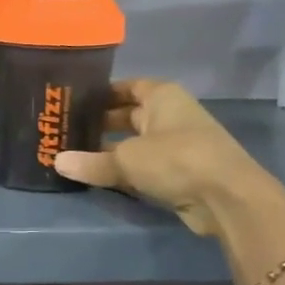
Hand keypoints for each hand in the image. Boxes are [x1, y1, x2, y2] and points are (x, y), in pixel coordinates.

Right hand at [54, 80, 284, 238]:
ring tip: (77, 155)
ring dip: (112, 150)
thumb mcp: (127, 159)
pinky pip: (145, 166)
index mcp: (162, 96)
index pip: (127, 87)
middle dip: (101, 123)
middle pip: (130, 115)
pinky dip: (126, 170)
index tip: (73, 103)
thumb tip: (57, 162)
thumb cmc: (177, 160)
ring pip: (136, 142)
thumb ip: (91, 162)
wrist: (227, 197)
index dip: (102, 93)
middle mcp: (171, 115)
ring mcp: (178, 144)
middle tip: (67, 132)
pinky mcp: (181, 172)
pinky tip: (101, 177)